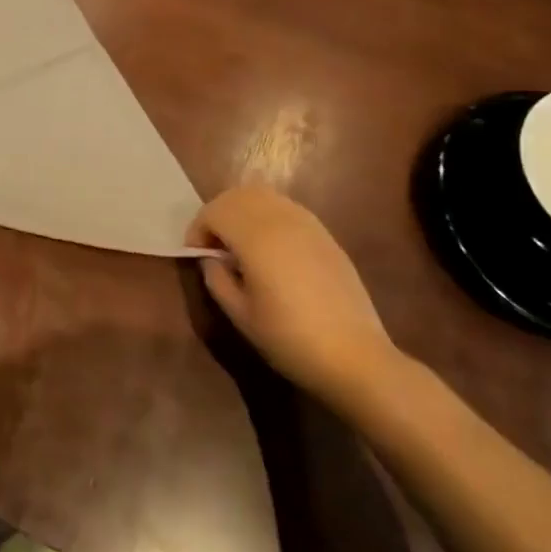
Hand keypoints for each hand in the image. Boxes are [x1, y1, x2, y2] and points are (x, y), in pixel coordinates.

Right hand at [190, 184, 406, 406]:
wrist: (354, 356)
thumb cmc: (290, 339)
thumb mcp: (240, 315)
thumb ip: (216, 278)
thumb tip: (211, 258)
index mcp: (256, 236)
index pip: (214, 211)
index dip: (198, 229)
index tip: (195, 255)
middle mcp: (280, 218)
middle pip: (237, 195)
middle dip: (217, 213)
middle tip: (213, 246)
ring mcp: (306, 222)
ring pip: (263, 195)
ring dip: (242, 211)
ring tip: (239, 244)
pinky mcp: (324, 233)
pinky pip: (285, 208)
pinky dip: (266, 215)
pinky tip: (269, 248)